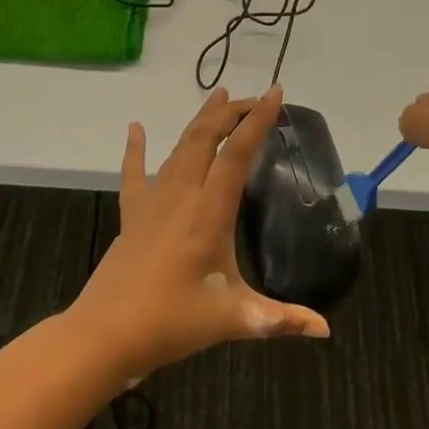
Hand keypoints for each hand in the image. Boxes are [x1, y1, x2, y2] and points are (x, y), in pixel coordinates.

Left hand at [68, 86, 330, 382]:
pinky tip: (135, 128)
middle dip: (231, 112)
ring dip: (200, 121)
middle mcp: (180, 196)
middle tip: (255, 98)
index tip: (275, 94)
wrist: (105, 334)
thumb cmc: (171, 323)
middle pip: (205, 138)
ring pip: (178, 147)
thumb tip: (324, 330)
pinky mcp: (132, 214)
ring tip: (217, 96)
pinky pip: (133, 172)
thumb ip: (280, 319)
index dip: (257, 121)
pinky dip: (135, 148)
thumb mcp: (233, 320)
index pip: (236, 155)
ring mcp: (152, 201)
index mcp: (208, 213)